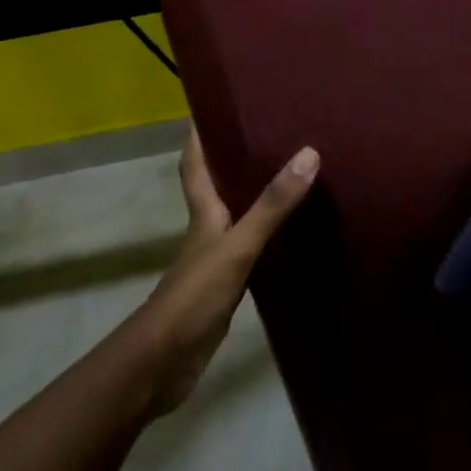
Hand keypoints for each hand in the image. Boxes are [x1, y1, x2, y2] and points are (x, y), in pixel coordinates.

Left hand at [137, 128, 318, 414]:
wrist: (162, 365)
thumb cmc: (194, 297)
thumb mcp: (237, 247)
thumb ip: (272, 206)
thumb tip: (308, 153)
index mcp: (203, 214)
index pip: (195, 164)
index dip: (198, 135)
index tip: (209, 105)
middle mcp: (208, 231)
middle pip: (216, 186)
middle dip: (234, 159)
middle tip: (269, 133)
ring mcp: (216, 261)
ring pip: (237, 217)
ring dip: (255, 197)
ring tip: (289, 175)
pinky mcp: (227, 287)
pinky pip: (252, 249)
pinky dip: (268, 236)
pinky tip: (291, 235)